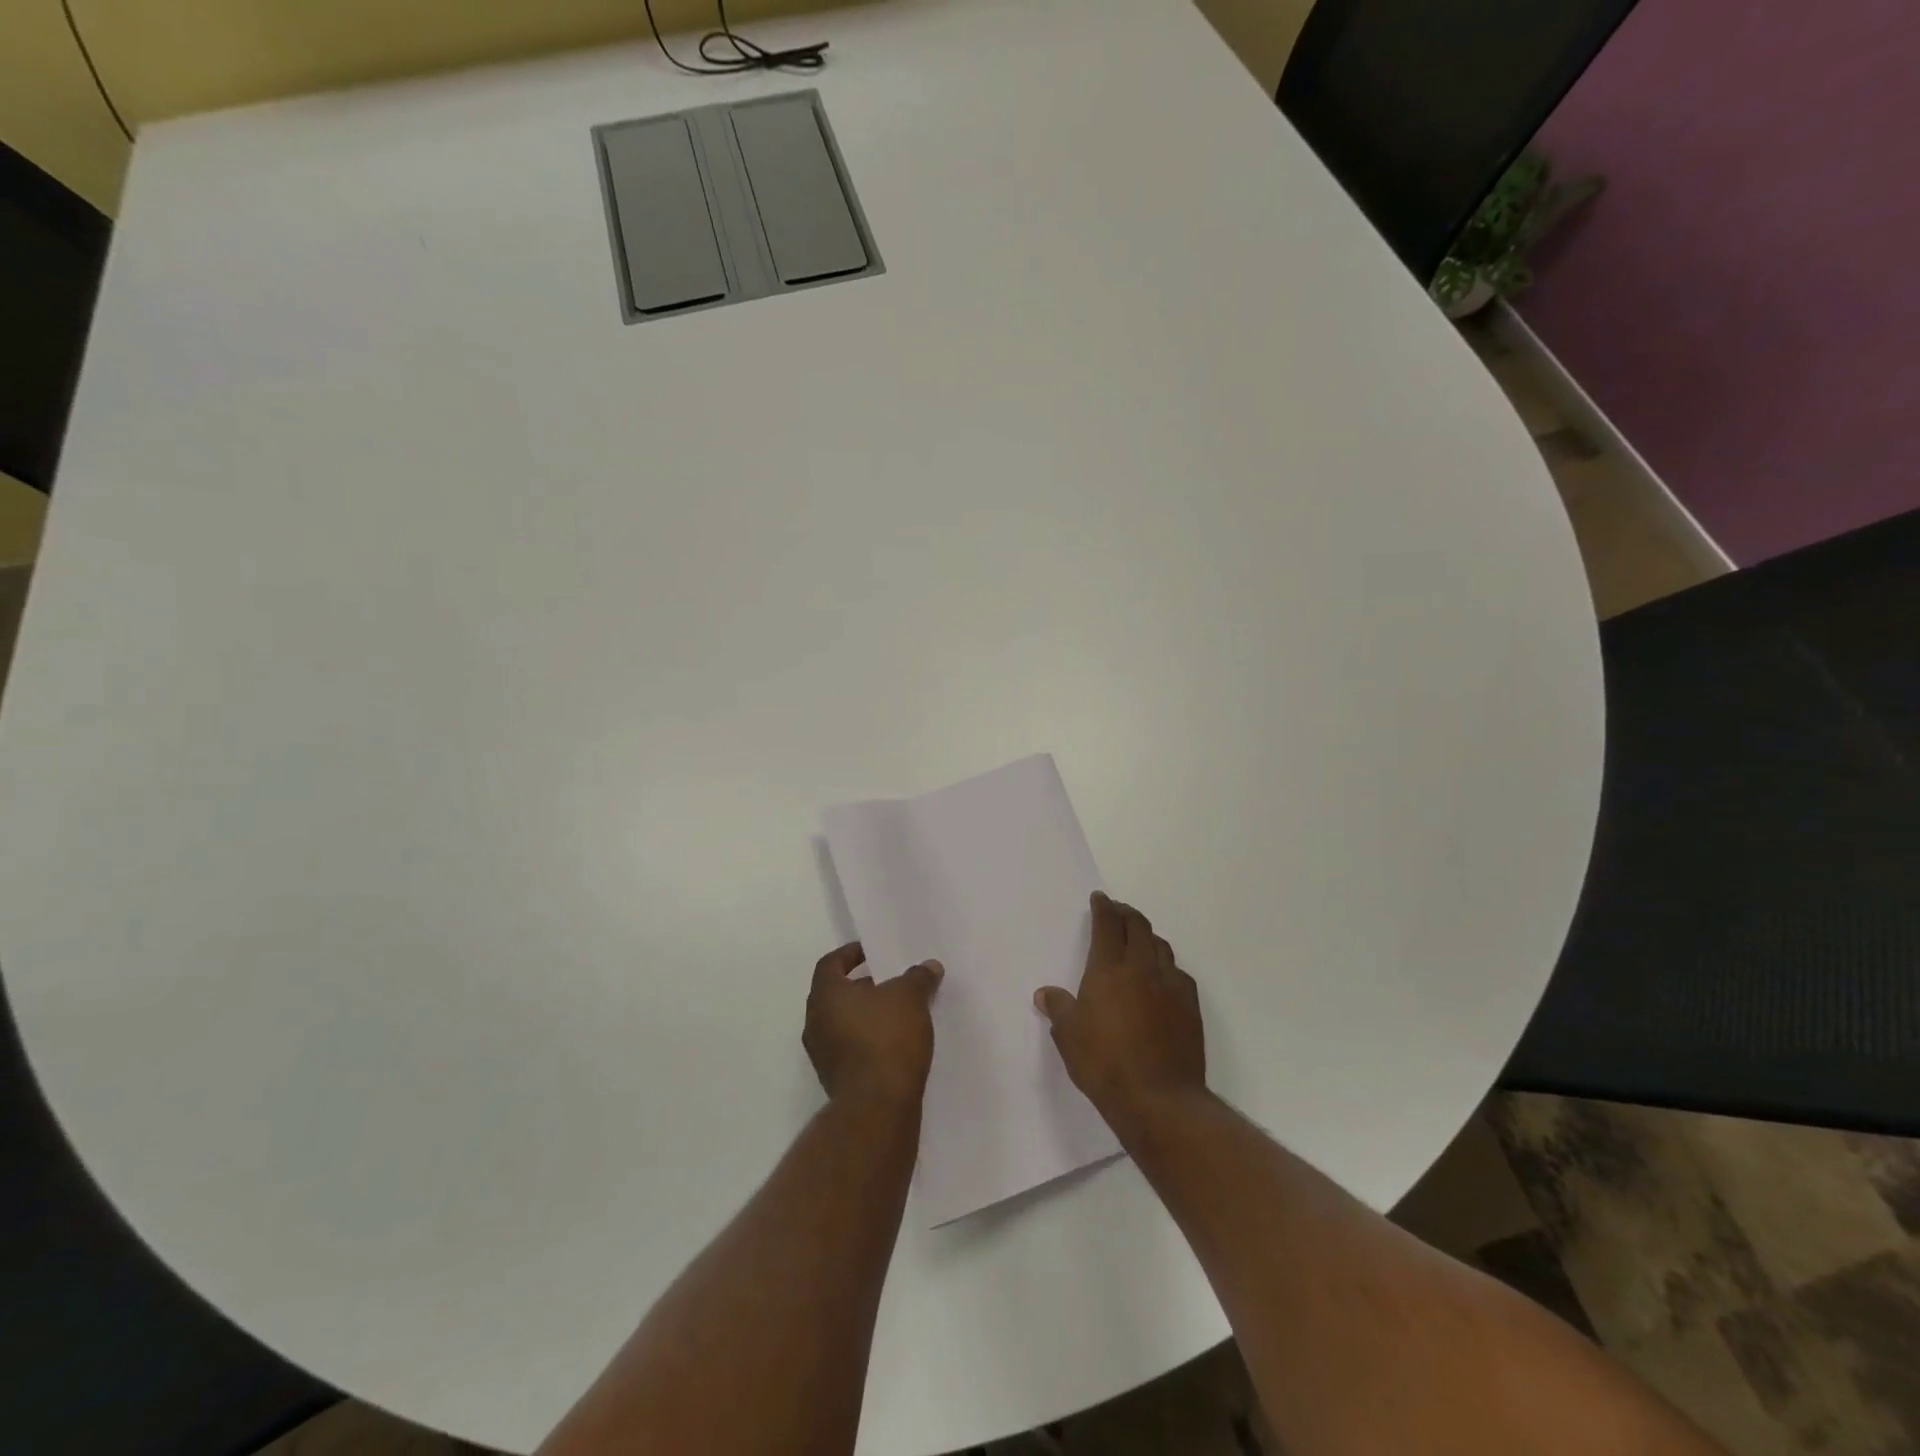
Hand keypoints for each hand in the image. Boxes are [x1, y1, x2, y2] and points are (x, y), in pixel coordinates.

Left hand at [804, 943, 943, 1105]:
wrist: (877, 1105)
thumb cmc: (887, 1037)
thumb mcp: (910, 997)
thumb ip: (918, 977)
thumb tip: (929, 966)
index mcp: (825, 994)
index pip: (831, 963)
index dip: (850, 954)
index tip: (872, 953)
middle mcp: (815, 1022)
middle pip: (837, 994)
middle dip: (863, 986)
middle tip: (891, 982)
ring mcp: (822, 1054)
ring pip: (843, 1023)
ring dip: (867, 1016)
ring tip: (899, 1013)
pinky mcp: (835, 1080)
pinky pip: (850, 1048)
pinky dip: (868, 1040)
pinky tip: (895, 1043)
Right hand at [1035, 892, 1205, 1131]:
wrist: (1160, 1098)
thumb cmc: (1105, 1064)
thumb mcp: (1069, 1037)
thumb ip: (1058, 1009)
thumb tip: (1045, 994)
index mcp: (1109, 969)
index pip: (1107, 925)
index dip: (1103, 907)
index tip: (1100, 898)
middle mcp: (1142, 968)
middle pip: (1138, 926)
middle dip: (1126, 913)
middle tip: (1117, 910)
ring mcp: (1170, 985)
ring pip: (1160, 945)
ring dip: (1147, 935)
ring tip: (1138, 938)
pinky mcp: (1190, 1005)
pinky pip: (1177, 971)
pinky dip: (1166, 964)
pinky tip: (1161, 975)